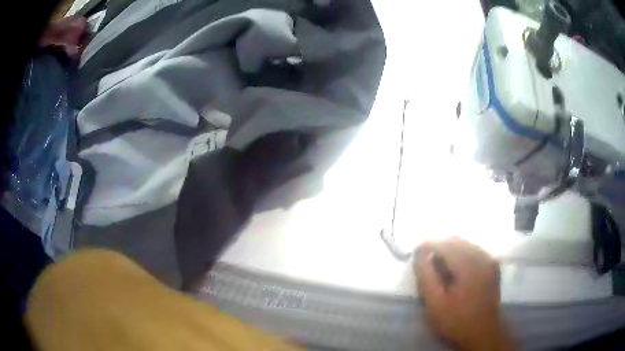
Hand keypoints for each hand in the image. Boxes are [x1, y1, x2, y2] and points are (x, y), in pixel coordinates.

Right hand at [414, 237, 513, 350]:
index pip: (445, 244)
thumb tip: (419, 253)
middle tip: (424, 259)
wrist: (482, 333)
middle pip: (457, 240)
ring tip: (438, 264)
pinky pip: (474, 251)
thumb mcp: (435, 303)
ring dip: (450, 250)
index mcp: (469, 264)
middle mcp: (483, 256)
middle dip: (439, 246)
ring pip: (466, 244)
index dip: (428, 245)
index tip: (415, 253)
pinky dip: (461, 254)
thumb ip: (426, 276)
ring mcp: (490, 260)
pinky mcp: (493, 266)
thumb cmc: (456, 320)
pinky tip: (454, 269)